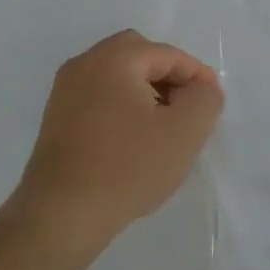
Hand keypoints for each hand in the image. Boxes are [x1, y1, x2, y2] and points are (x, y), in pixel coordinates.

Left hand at [6, 30, 222, 254]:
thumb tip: (200, 88)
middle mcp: (84, 65)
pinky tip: (134, 141)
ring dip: (145, 92)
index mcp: (113, 59)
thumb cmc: (127, 168)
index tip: (212, 104)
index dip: (197, 75)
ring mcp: (64, 91)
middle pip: (138, 55)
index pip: (167, 54)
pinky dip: (122, 107)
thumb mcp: (184, 132)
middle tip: (186, 109)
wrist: (62, 214)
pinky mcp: (56, 118)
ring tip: (163, 128)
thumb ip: (205, 98)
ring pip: (116, 76)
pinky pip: (98, 97)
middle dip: (167, 77)